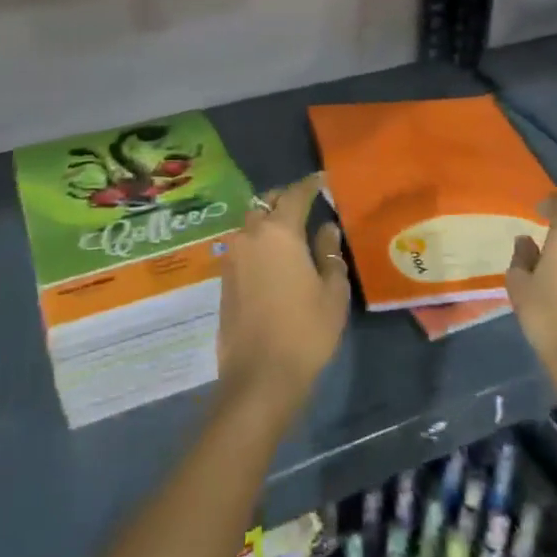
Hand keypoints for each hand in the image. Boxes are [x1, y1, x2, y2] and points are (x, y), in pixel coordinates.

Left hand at [216, 174, 350, 423]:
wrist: (259, 376)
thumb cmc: (305, 331)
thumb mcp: (332, 292)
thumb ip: (329, 253)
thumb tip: (327, 229)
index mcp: (279, 231)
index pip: (295, 194)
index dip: (310, 185)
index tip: (322, 180)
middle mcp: (250, 235)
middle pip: (266, 203)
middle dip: (285, 198)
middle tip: (306, 204)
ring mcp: (232, 255)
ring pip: (251, 224)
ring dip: (269, 220)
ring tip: (291, 232)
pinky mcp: (224, 277)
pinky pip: (244, 246)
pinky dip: (259, 242)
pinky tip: (275, 258)